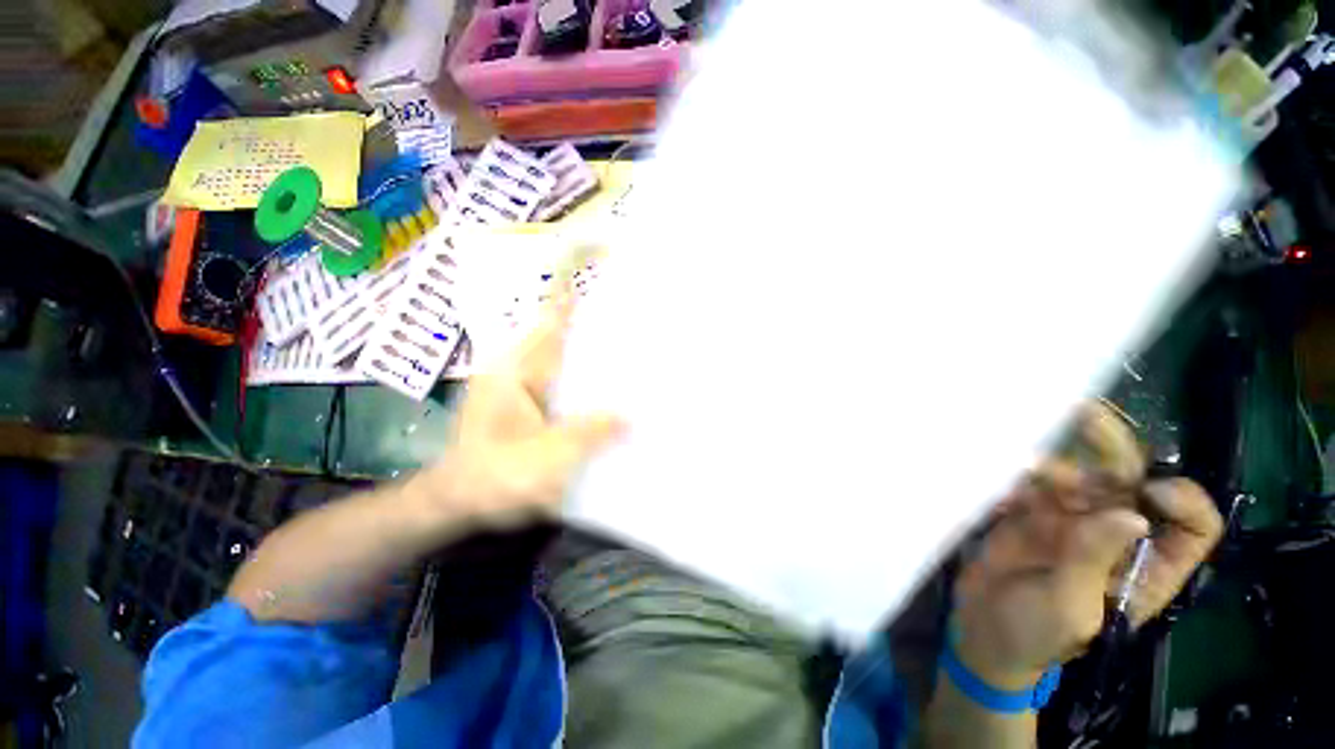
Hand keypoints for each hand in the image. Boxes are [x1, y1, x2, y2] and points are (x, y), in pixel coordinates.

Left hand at [408, 282, 623, 530]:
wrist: (454, 501)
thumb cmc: (494, 476)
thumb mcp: (545, 457)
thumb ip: (589, 434)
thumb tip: (629, 417)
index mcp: (516, 372)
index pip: (549, 325)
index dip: (572, 299)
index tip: (596, 274)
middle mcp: (515, 370)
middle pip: (555, 335)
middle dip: (587, 322)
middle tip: (627, 319)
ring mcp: (516, 387)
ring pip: (556, 357)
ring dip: (583, 349)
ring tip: (621, 348)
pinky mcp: (521, 404)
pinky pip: (555, 379)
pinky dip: (576, 375)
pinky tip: (599, 386)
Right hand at [952, 405, 1223, 688]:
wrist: (982, 629)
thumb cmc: (1036, 633)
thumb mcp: (1071, 607)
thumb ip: (1094, 560)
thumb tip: (1131, 514)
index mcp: (1144, 565)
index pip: (1191, 527)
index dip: (1182, 501)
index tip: (1148, 491)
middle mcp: (1114, 534)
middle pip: (1131, 482)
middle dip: (1112, 447)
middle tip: (1083, 413)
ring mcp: (1069, 520)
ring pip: (1076, 474)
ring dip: (1052, 459)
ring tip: (1021, 455)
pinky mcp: (1030, 512)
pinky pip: (1031, 482)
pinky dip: (1017, 471)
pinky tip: (999, 466)